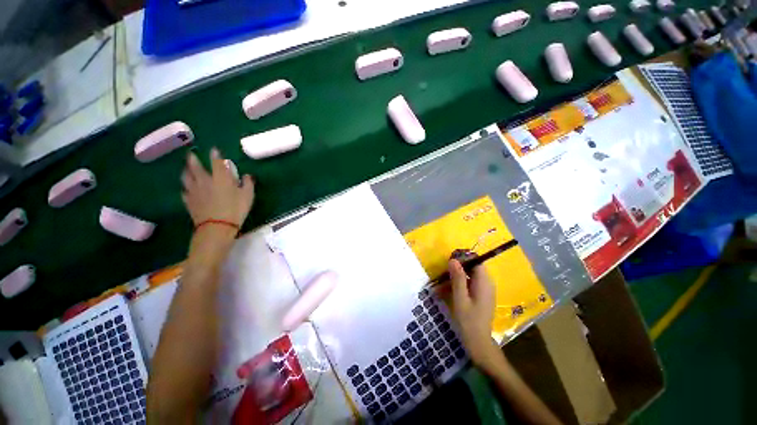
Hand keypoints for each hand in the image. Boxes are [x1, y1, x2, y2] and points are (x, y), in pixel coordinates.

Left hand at [181, 148, 254, 228]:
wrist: (217, 227)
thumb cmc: (235, 209)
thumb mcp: (248, 196)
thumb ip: (248, 184)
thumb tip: (247, 175)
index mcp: (220, 178)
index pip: (217, 162)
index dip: (215, 155)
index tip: (214, 149)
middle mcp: (204, 181)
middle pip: (195, 167)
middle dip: (193, 159)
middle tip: (191, 154)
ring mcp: (194, 191)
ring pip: (186, 178)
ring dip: (186, 172)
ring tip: (186, 169)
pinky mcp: (189, 201)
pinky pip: (185, 192)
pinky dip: (186, 188)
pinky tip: (187, 189)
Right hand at [448, 259, 501, 373]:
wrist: (479, 343)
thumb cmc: (469, 321)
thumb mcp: (460, 299)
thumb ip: (458, 278)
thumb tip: (453, 259)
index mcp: (484, 282)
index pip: (476, 261)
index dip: (463, 258)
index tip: (449, 261)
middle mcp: (487, 283)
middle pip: (472, 268)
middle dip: (456, 269)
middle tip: (442, 274)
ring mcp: (484, 290)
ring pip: (468, 276)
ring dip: (454, 279)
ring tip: (439, 286)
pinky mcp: (480, 296)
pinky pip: (468, 285)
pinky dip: (457, 286)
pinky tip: (445, 293)